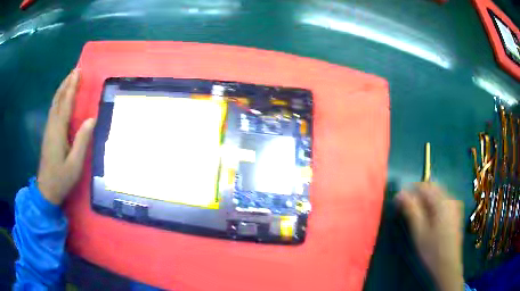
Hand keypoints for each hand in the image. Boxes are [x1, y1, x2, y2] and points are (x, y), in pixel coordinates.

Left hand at [37, 69, 94, 204]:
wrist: (46, 190)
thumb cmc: (61, 178)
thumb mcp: (75, 164)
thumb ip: (82, 141)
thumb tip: (92, 119)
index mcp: (58, 131)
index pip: (66, 104)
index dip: (72, 87)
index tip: (78, 72)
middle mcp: (52, 126)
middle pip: (58, 100)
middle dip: (66, 84)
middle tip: (75, 70)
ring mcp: (48, 129)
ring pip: (54, 104)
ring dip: (62, 89)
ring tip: (69, 79)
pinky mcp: (48, 134)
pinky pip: (53, 110)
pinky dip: (58, 99)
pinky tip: (61, 98)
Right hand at [396, 183, 463, 290]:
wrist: (448, 267)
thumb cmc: (432, 251)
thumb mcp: (419, 232)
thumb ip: (411, 210)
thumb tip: (400, 193)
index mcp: (443, 201)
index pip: (424, 186)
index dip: (409, 191)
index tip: (398, 202)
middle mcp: (451, 199)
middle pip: (432, 189)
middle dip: (417, 196)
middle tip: (405, 210)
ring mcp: (455, 206)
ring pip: (437, 195)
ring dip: (424, 201)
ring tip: (415, 216)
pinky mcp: (456, 213)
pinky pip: (442, 202)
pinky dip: (432, 206)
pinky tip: (428, 220)